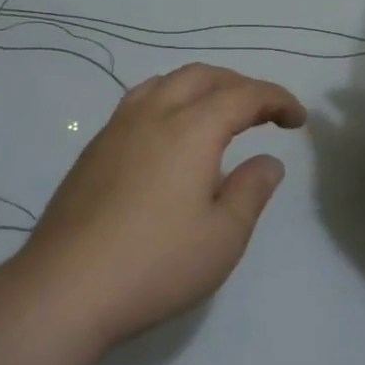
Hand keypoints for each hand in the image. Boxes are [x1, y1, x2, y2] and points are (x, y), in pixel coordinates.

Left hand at [18, 64, 307, 350]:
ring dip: (199, 88)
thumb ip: (251, 191)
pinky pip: (138, 103)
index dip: (276, 99)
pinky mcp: (93, 149)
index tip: (297, 119)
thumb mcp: (223, 236)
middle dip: (239, 85)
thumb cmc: (156, 264)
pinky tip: (170, 138)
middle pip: (201, 76)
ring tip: (217, 115)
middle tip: (263, 112)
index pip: (243, 95)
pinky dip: (168, 102)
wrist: (66, 287)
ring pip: (164, 83)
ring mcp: (116, 129)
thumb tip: (268, 161)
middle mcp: (153, 115)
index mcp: (191, 129)